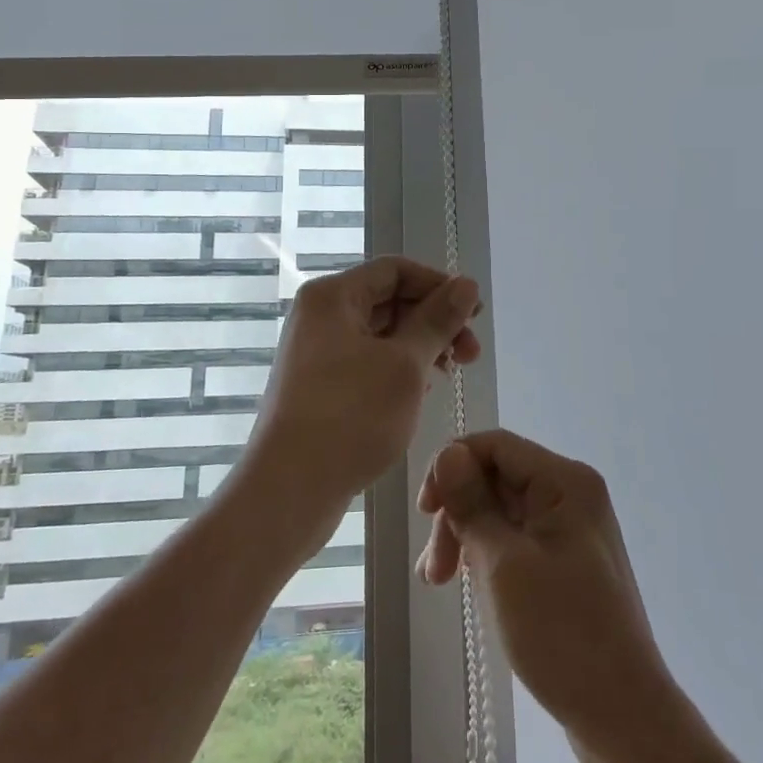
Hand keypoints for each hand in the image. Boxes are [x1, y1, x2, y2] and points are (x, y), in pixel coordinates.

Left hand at [245, 257, 482, 534]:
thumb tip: (467, 284)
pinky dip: (399, 368)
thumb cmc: (350, 418)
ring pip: (381, 334)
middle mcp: (321, 316)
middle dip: (434, 321)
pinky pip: (368, 361)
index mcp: (332, 297)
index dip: (439, 285)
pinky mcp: (320, 385)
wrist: (287, 493)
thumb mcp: (405, 365)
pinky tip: (422, 390)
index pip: (395, 270)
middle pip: (389, 300)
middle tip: (472, 353)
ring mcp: (317, 352)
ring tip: (452, 373)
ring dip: (421, 346)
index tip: (475, 313)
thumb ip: (438, 320)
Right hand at [417, 430, 682, 762]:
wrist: (625, 718)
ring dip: (467, 537)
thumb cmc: (563, 634)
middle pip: (496, 478)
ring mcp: (571, 528)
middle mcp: (571, 493)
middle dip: (458, 513)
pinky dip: (487, 554)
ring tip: (440, 582)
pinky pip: (516, 538)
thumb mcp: (505, 565)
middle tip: (433, 570)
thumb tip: (447, 453)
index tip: (425, 512)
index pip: (495, 446)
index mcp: (565, 481)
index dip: (452, 467)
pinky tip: (468, 584)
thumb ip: (472, 504)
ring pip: (501, 510)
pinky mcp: (567, 561)